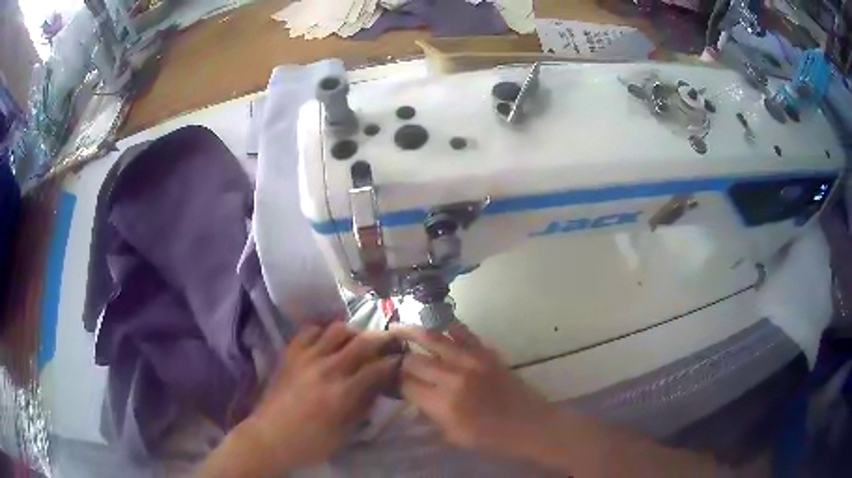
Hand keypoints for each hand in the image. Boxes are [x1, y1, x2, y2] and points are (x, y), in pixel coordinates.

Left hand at [243, 322, 398, 468]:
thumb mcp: (345, 433)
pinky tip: (327, 340)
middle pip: (362, 342)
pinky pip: (309, 330)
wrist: (269, 436)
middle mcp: (327, 369)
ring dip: (353, 332)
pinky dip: (323, 330)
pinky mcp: (290, 353)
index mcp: (343, 393)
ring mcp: (306, 357)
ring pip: (337, 329)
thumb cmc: (310, 441)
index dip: (393, 361)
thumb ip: (363, 407)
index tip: (401, 359)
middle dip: (382, 339)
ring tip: (357, 340)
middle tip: (390, 340)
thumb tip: (378, 387)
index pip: (377, 368)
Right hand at [391, 323, 557, 458]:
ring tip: (398, 326)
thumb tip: (412, 396)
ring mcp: (472, 360)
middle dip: (398, 358)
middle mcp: (454, 377)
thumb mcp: (454, 436)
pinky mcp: (487, 352)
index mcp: (444, 404)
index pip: (406, 385)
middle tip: (389, 355)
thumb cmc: (492, 438)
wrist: (532, 425)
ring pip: (434, 338)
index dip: (392, 381)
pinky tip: (436, 322)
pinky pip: (463, 332)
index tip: (385, 378)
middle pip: (414, 360)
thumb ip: (430, 415)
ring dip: (413, 332)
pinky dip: (446, 326)